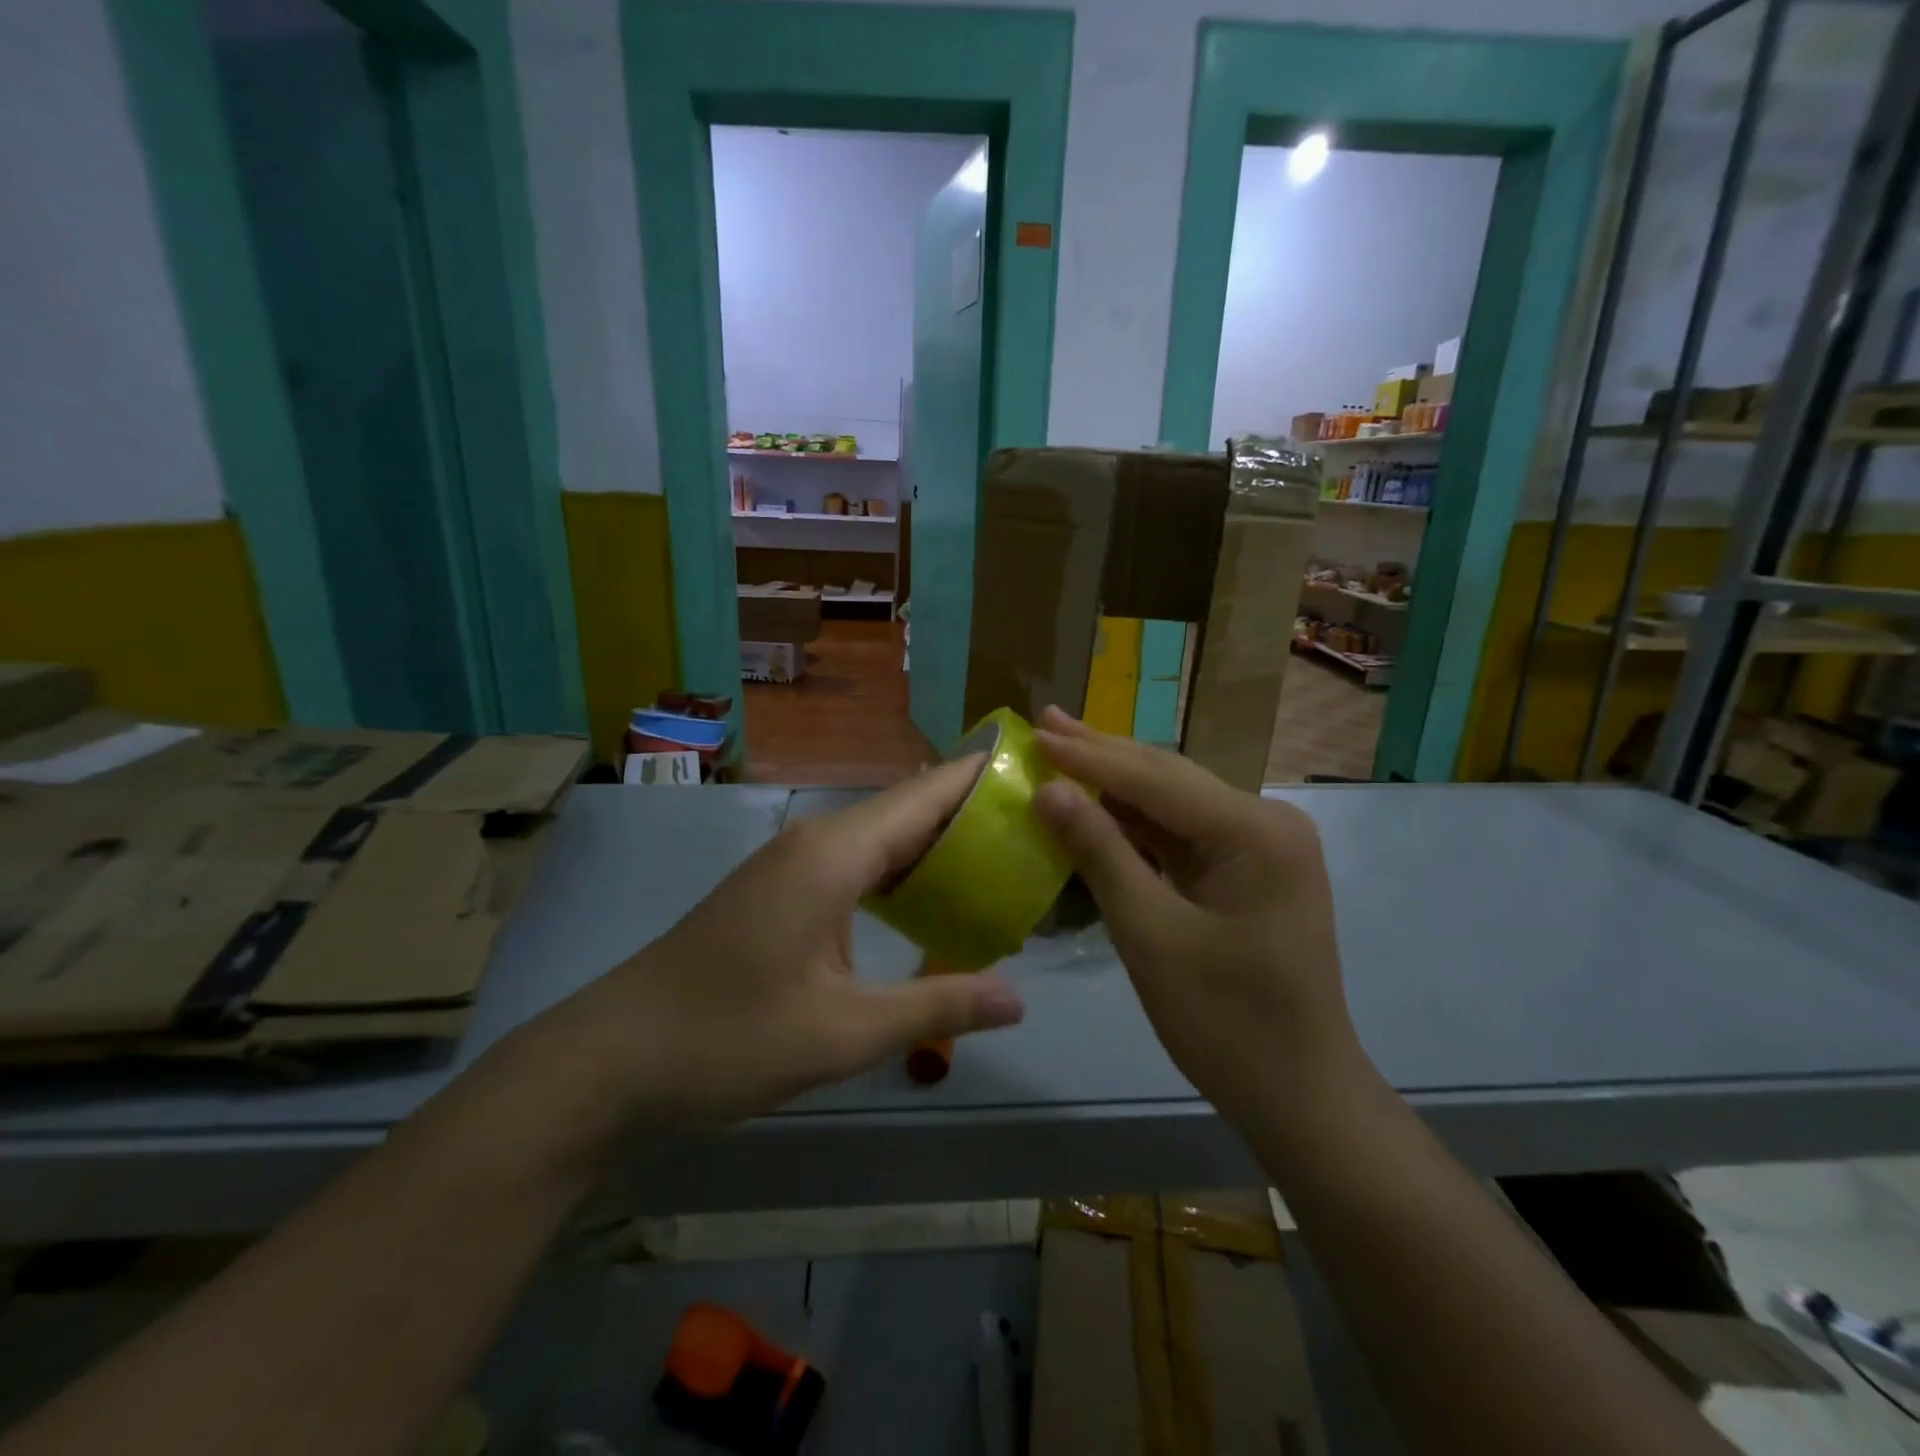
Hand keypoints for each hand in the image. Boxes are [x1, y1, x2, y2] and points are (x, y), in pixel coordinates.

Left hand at [538, 758, 1025, 1131]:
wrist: (613, 1058)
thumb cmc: (729, 1038)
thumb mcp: (843, 1033)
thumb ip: (935, 1007)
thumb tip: (1017, 1000)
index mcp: (834, 854)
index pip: (925, 795)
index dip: (980, 778)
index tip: (1036, 773)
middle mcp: (815, 843)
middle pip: (908, 810)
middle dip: (970, 815)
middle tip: (1037, 829)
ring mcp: (791, 865)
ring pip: (880, 838)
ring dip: (936, 846)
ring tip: (1001, 862)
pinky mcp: (777, 890)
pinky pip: (855, 864)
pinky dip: (900, 873)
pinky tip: (928, 902)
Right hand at [1030, 708, 1363, 1125]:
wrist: (1299, 1094)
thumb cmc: (1225, 1022)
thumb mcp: (1151, 936)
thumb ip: (1100, 854)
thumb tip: (1048, 790)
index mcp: (1255, 831)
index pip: (1155, 779)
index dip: (1088, 757)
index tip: (1034, 732)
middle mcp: (1265, 822)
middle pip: (1168, 779)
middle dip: (1102, 754)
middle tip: (1044, 722)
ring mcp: (1260, 845)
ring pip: (1172, 802)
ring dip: (1115, 783)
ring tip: (1061, 749)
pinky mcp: (1247, 869)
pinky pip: (1182, 834)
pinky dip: (1135, 822)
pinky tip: (1097, 802)